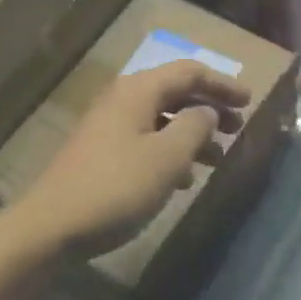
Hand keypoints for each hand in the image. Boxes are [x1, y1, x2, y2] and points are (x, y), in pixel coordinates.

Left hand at [8, 60, 250, 258]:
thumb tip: (207, 112)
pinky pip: (147, 141)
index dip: (222, 84)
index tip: (250, 100)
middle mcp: (123, 100)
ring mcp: (110, 128)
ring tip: (218, 158)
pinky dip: (172, 152)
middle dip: (210, 107)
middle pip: (176, 92)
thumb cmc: (116, 186)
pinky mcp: (103, 154)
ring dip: (193, 133)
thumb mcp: (167, 157)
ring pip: (162, 119)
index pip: (189, 72)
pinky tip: (184, 180)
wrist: (50, 228)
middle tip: (239, 127)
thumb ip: (195, 127)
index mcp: (139, 91)